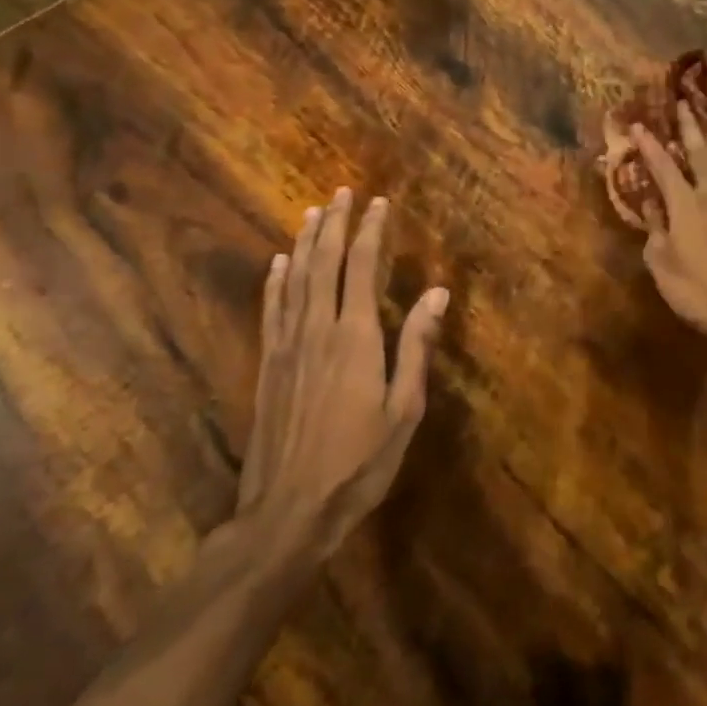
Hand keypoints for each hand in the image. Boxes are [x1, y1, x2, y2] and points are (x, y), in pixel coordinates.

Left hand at [237, 189, 446, 556]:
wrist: (288, 512)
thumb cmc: (359, 462)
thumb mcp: (404, 409)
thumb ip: (418, 347)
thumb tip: (437, 292)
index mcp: (356, 338)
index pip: (363, 268)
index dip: (371, 232)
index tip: (379, 203)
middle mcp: (318, 330)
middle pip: (324, 264)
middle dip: (336, 225)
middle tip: (343, 193)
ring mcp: (287, 347)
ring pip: (295, 280)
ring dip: (305, 243)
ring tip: (313, 213)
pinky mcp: (268, 366)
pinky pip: (272, 311)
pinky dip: (275, 282)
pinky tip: (278, 263)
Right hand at [631, 102, 706, 354]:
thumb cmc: (695, 291)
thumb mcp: (661, 263)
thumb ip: (655, 228)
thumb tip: (651, 203)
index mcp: (685, 206)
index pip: (663, 168)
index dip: (649, 146)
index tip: (637, 124)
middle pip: (700, 156)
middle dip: (690, 129)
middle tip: (685, 103)